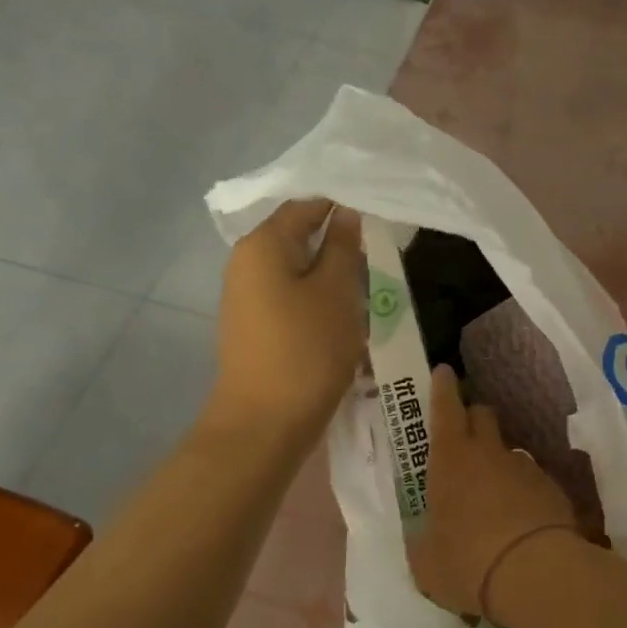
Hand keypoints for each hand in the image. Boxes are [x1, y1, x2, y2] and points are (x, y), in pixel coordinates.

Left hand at [211, 200, 365, 439]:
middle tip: (379, 257)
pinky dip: (318, 300)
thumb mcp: (337, 291)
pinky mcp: (255, 326)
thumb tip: (346, 213)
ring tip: (368, 289)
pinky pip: (291, 298)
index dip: (343, 207)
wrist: (265, 422)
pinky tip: (344, 318)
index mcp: (262, 245)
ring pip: (298, 271)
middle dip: (339, 246)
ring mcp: (246, 297)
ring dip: (332, 277)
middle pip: (299, 238)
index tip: (380, 220)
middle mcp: (246, 263)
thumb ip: (343, 246)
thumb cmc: (306, 349)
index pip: (306, 205)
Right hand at [409, 365, 576, 616]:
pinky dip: (523, 491)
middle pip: (482, 415)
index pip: (445, 409)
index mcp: (450, 460)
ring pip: (508, 450)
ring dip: (498, 463)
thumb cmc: (467, 563)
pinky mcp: (552, 487)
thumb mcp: (426, 562)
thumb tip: (426, 539)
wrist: (536, 574)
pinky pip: (532, 479)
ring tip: (494, 497)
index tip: (444, 371)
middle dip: (472, 418)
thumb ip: (423, 542)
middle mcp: (489, 453)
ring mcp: (524, 467)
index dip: (443, 388)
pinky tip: (521, 520)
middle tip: (464, 437)